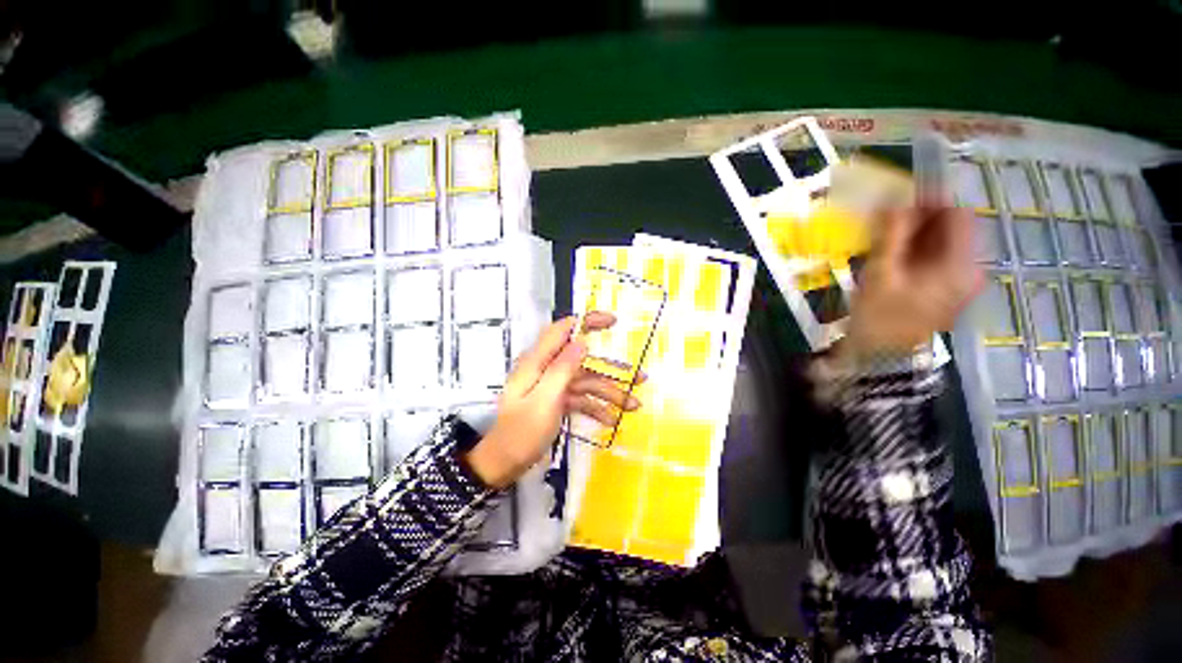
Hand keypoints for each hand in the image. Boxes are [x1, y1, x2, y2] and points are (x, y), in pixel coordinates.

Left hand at [465, 312, 639, 487]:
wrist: (504, 464)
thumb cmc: (521, 432)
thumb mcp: (544, 400)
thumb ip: (562, 369)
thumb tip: (582, 341)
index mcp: (538, 361)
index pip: (564, 330)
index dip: (588, 322)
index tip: (613, 322)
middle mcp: (547, 369)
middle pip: (583, 361)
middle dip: (610, 370)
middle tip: (640, 376)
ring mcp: (553, 386)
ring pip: (586, 382)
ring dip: (610, 393)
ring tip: (634, 406)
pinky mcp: (556, 400)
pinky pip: (580, 398)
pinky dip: (596, 408)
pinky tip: (611, 420)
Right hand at [845, 202, 982, 358]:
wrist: (880, 358)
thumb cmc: (879, 317)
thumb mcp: (881, 274)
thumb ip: (890, 235)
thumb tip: (893, 201)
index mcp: (959, 266)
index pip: (958, 215)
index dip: (933, 199)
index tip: (902, 196)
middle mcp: (969, 270)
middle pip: (953, 229)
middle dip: (922, 217)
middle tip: (888, 216)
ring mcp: (960, 282)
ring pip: (944, 243)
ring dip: (917, 233)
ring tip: (885, 235)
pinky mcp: (947, 290)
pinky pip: (937, 258)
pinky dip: (917, 249)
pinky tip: (894, 254)